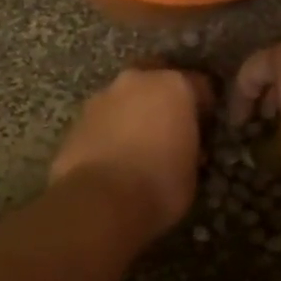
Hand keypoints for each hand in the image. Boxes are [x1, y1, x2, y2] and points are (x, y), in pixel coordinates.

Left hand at [49, 66, 211, 238]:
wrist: (99, 201)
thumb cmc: (158, 184)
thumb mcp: (192, 170)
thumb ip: (189, 147)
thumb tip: (182, 148)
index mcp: (173, 86)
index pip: (199, 84)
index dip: (203, 106)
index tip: (203, 127)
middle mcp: (137, 81)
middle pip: (156, 78)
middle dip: (162, 97)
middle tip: (169, 126)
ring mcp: (102, 97)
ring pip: (124, 97)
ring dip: (132, 112)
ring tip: (137, 144)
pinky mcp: (77, 119)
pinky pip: (102, 119)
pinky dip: (109, 130)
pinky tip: (112, 157)